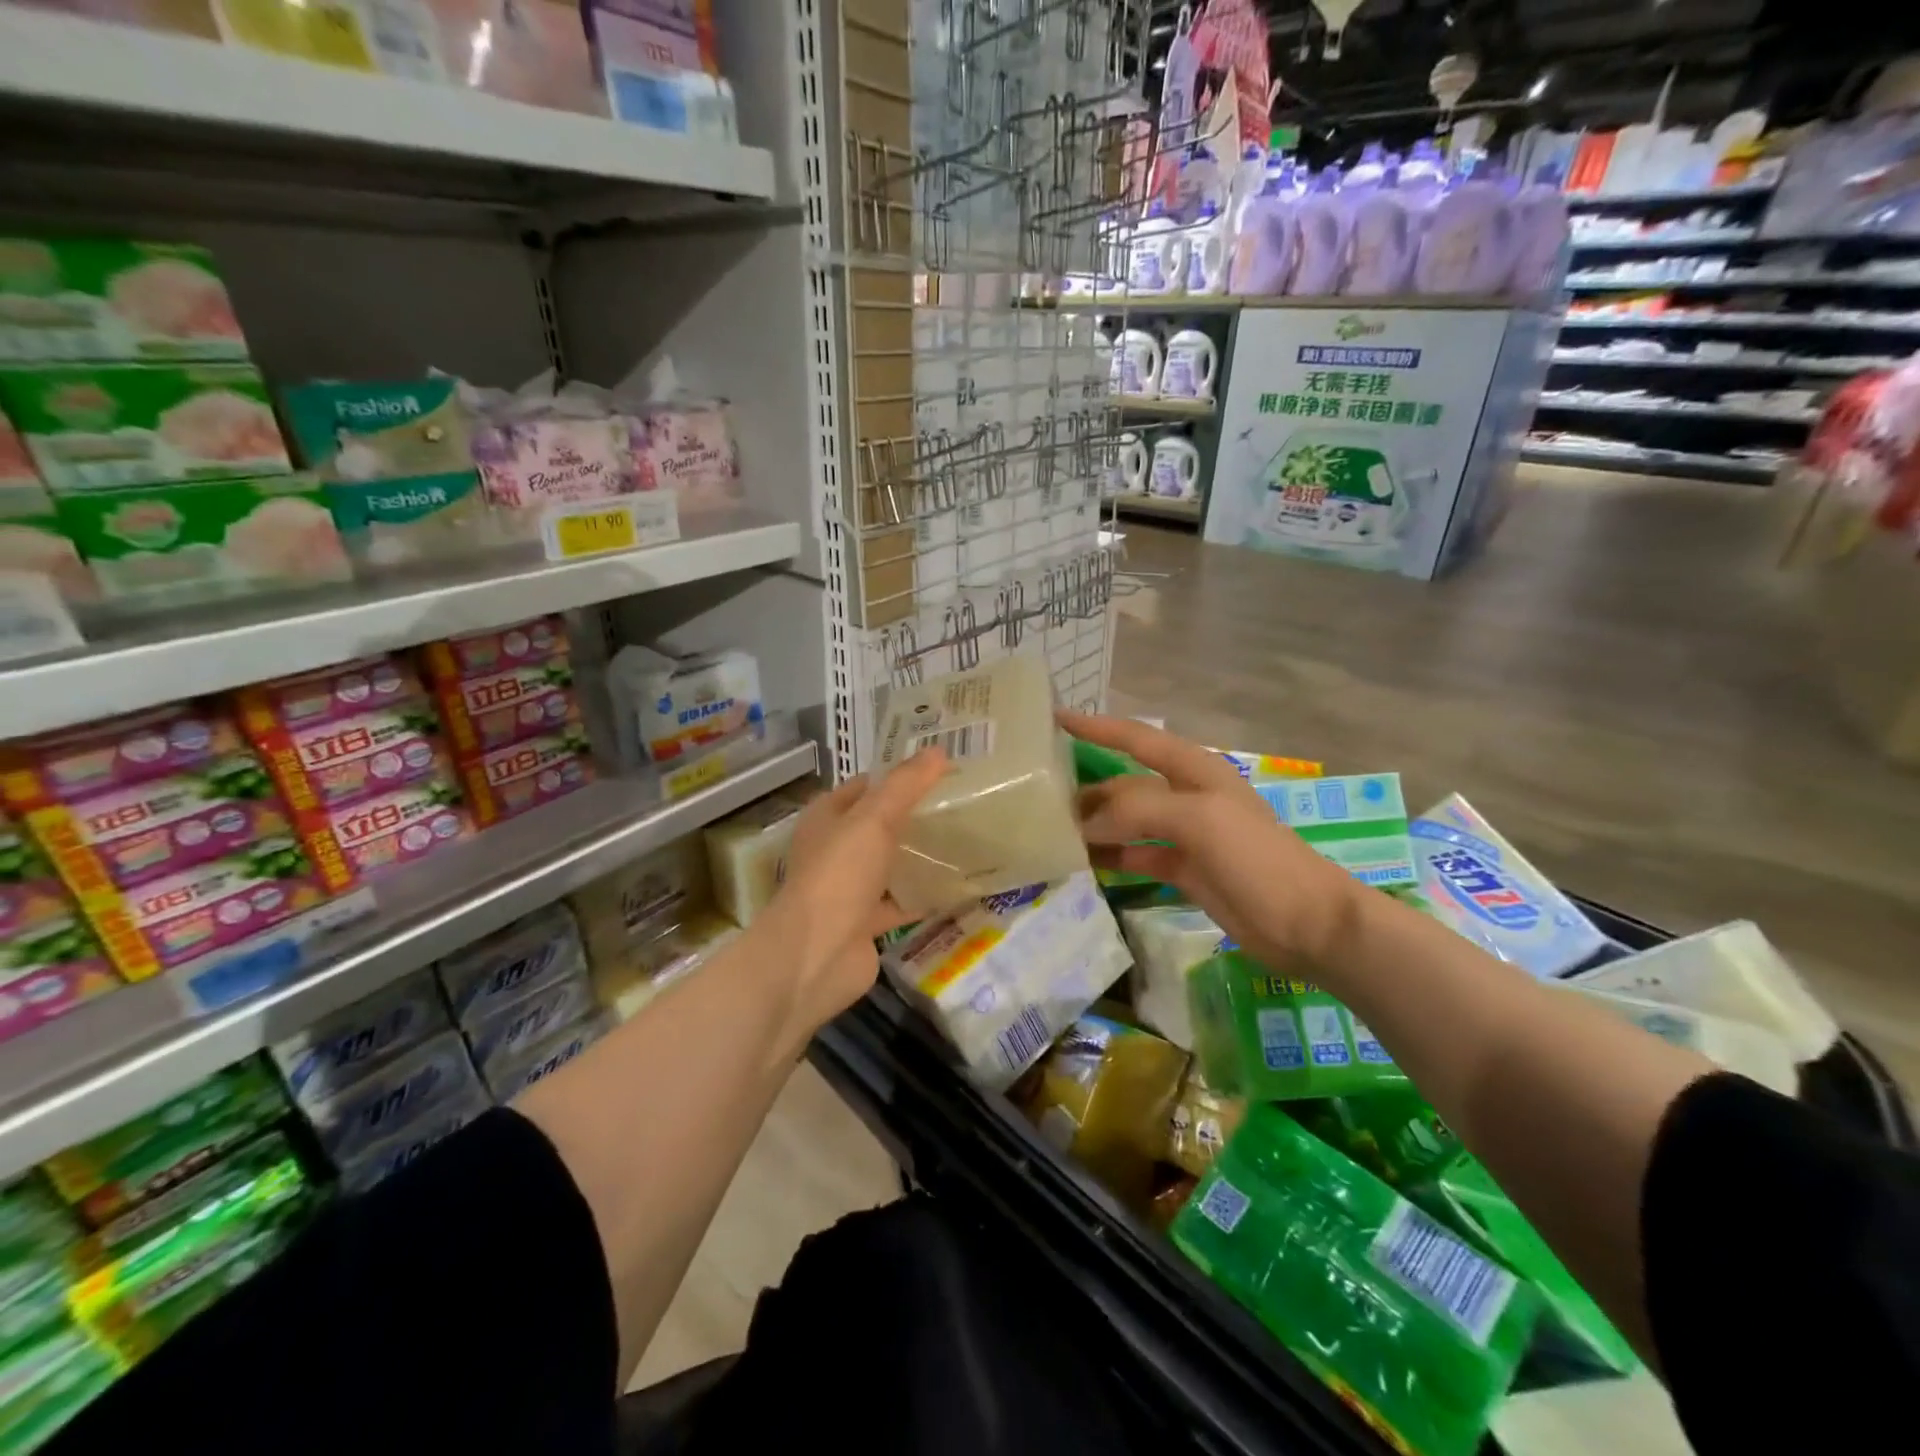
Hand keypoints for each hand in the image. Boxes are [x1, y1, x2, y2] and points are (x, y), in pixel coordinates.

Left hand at [755, 749, 949, 1040]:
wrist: (817, 955)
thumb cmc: (839, 875)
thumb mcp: (874, 819)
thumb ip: (906, 785)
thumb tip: (938, 751)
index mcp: (827, 817)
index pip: (866, 786)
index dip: (899, 776)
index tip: (941, 771)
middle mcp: (834, 849)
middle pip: (880, 825)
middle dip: (914, 815)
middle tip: (961, 804)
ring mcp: (849, 888)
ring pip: (890, 864)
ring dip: (919, 856)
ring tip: (965, 840)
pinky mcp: (866, 923)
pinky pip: (900, 902)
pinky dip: (923, 896)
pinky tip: (957, 887)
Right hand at [1059, 711, 1360, 968]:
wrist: (1307, 922)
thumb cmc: (1256, 857)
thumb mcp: (1198, 819)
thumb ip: (1138, 810)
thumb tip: (1085, 823)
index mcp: (1195, 770)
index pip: (1137, 739)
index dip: (1097, 727)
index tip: (1054, 717)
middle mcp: (1187, 796)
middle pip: (1126, 784)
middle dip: (1089, 789)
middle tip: (1041, 798)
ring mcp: (1186, 835)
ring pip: (1128, 822)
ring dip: (1096, 825)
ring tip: (1053, 833)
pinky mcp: (1185, 870)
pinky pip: (1137, 856)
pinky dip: (1112, 857)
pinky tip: (1084, 863)